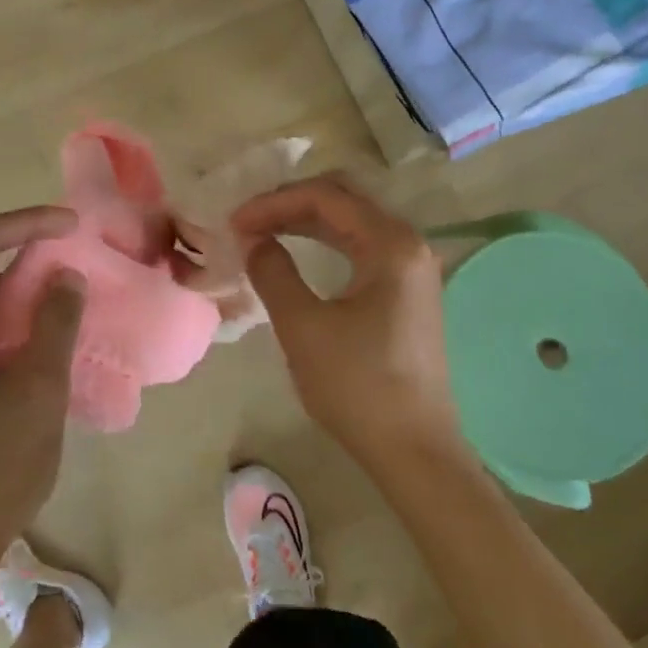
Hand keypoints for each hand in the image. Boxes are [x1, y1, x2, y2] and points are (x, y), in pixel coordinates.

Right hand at [232, 174, 464, 471]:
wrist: (413, 449)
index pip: (326, 197)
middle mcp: (409, 243)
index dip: (274, 203)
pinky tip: (297, 253)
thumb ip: (273, 272)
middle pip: (344, 200)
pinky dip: (326, 243)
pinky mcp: (407, 290)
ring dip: (306, 221)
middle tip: (246, 222)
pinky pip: (362, 247)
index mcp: (391, 244)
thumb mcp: (303, 327)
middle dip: (290, 204)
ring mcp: (412, 267)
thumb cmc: (357, 386)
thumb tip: (254, 240)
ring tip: (262, 233)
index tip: (234, 223)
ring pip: (353, 222)